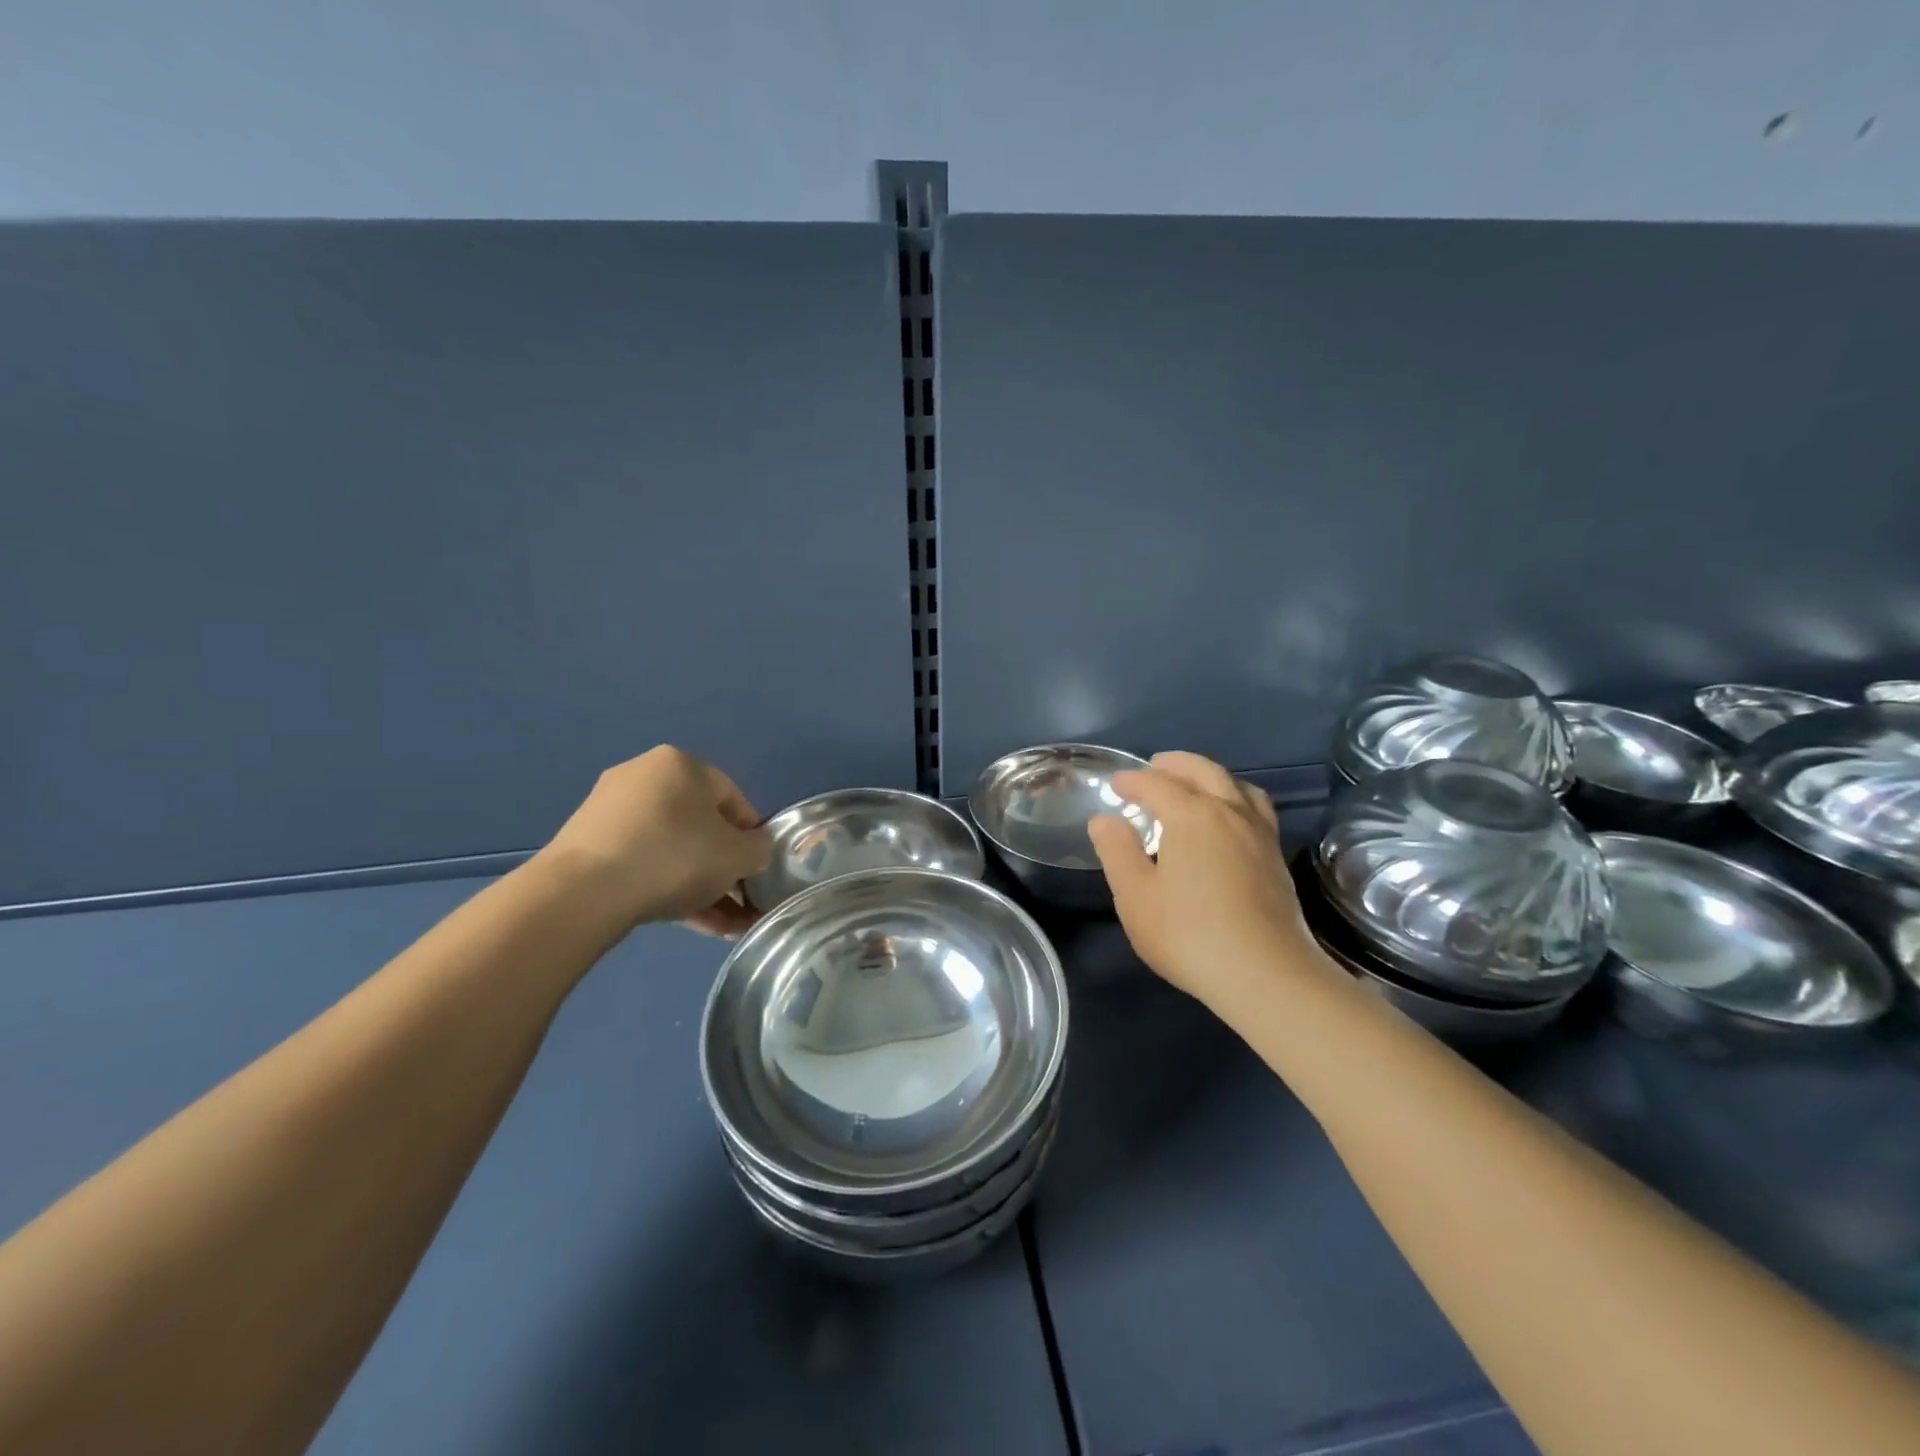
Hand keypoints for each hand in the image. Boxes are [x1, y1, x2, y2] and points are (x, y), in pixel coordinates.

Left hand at [537, 746, 772, 936]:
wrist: (582, 893)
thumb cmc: (675, 858)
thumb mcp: (739, 855)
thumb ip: (760, 849)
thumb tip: (755, 851)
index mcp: (682, 764)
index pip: (735, 800)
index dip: (753, 839)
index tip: (758, 873)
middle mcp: (645, 776)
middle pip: (701, 826)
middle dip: (724, 868)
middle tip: (739, 903)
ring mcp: (611, 810)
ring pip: (673, 848)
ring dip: (701, 884)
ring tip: (720, 925)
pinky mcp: (588, 844)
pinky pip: (643, 861)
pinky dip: (667, 886)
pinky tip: (689, 923)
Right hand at [1088, 752, 1330, 1010]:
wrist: (1265, 974)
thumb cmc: (1189, 934)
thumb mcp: (1135, 896)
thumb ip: (1117, 851)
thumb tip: (1105, 820)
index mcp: (1191, 815)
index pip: (1156, 784)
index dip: (1132, 781)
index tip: (1115, 785)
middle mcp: (1229, 811)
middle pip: (1202, 770)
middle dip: (1174, 764)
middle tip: (1153, 768)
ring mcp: (1258, 832)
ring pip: (1235, 784)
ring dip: (1209, 775)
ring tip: (1192, 786)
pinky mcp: (1275, 855)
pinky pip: (1254, 806)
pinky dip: (1233, 796)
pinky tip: (1226, 820)